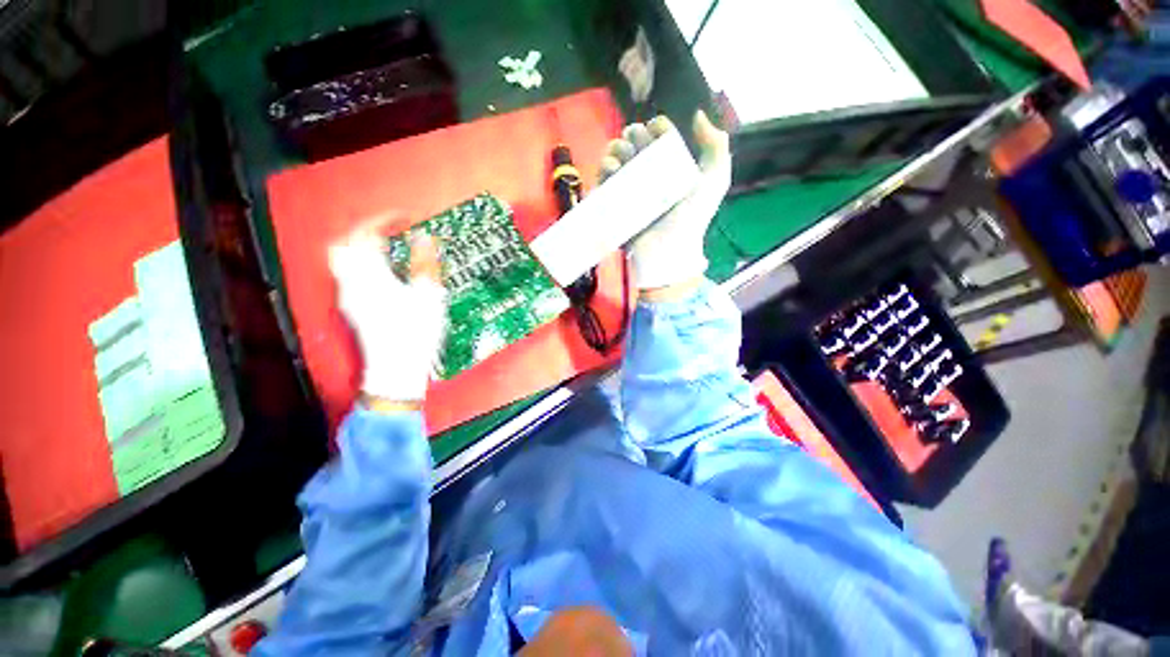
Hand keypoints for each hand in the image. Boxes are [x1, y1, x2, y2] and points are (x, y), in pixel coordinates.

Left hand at [330, 219, 446, 407]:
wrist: (397, 367)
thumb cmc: (416, 331)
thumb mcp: (429, 295)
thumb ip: (424, 263)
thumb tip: (424, 238)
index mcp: (371, 274)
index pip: (367, 235)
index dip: (382, 220)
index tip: (402, 218)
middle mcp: (351, 282)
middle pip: (343, 244)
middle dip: (362, 231)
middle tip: (384, 230)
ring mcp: (348, 297)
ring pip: (341, 260)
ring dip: (358, 248)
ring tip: (382, 248)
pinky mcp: (351, 309)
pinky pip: (347, 276)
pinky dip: (360, 265)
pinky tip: (379, 273)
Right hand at [598, 110, 731, 296]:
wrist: (668, 249)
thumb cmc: (690, 217)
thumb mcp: (713, 182)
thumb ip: (716, 147)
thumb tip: (698, 116)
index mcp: (671, 167)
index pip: (660, 137)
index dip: (657, 127)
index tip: (657, 130)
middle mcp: (649, 176)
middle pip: (635, 143)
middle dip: (633, 135)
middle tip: (637, 147)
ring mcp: (629, 190)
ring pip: (616, 157)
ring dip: (616, 148)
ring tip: (621, 158)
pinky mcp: (613, 203)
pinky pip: (603, 180)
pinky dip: (603, 167)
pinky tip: (611, 168)